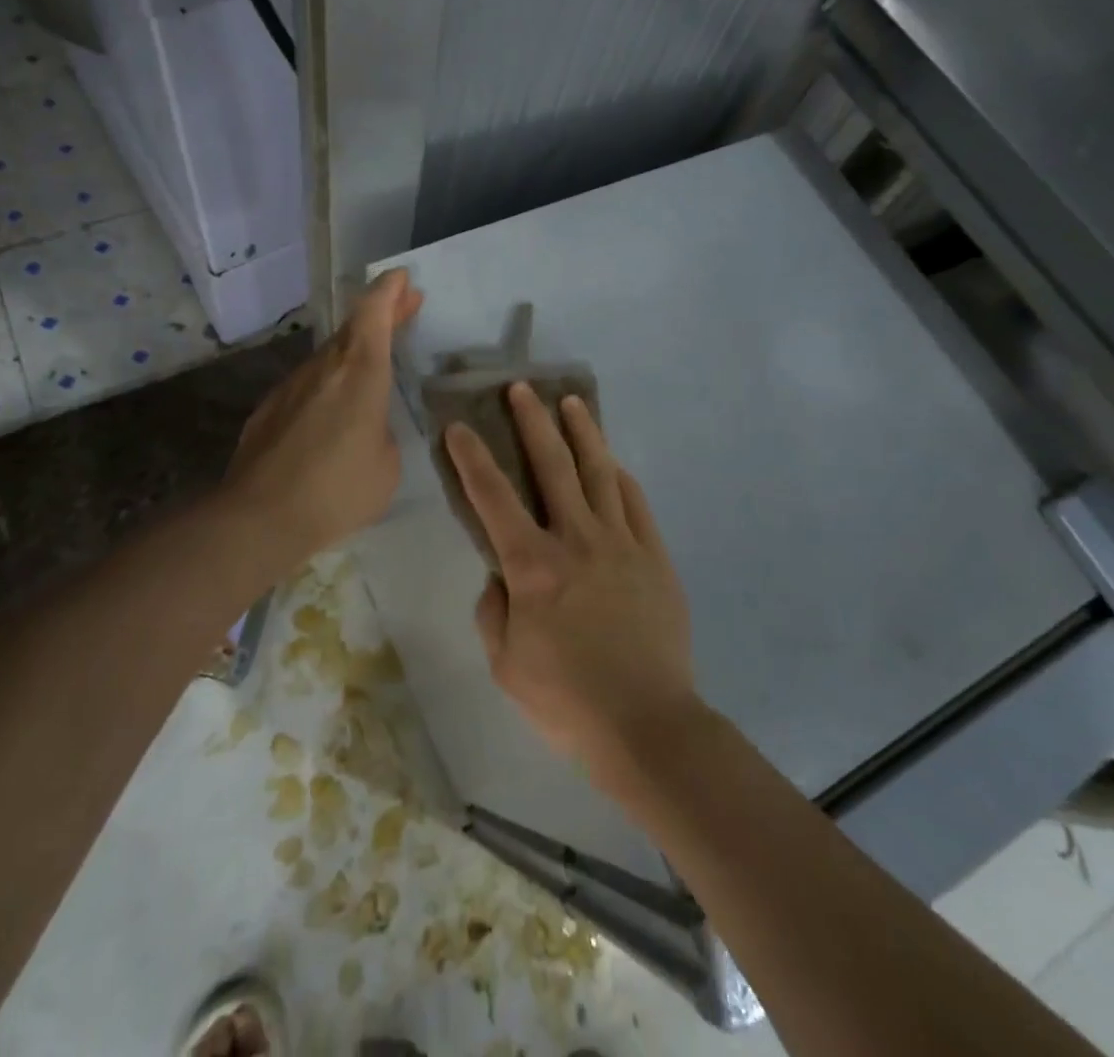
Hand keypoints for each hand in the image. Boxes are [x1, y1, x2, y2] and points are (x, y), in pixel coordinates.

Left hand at [224, 270, 422, 561]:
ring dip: (353, 351)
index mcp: (360, 373)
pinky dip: (327, 384)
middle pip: (352, 329)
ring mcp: (291, 387)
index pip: (373, 314)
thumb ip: (381, 433)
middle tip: (403, 307)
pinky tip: (332, 411)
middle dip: (380, 314)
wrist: (259, 518)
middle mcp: (323, 369)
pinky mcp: (268, 410)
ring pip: (328, 357)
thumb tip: (366, 428)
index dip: (389, 291)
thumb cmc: (337, 490)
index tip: (402, 278)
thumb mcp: (386, 465)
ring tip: (373, 363)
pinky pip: (307, 385)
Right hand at [445, 385, 698, 778]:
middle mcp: (576, 540)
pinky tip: (612, 462)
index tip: (459, 427)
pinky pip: (635, 503)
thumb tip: (499, 577)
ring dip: (582, 433)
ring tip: (572, 403)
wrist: (648, 724)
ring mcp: (621, 543)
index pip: (493, 499)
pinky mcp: (654, 556)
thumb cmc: (567, 700)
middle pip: (553, 466)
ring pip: (599, 472)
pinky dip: (619, 476)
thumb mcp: (505, 664)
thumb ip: (494, 612)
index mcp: (533, 566)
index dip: (472, 459)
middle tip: (522, 389)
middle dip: (533, 422)